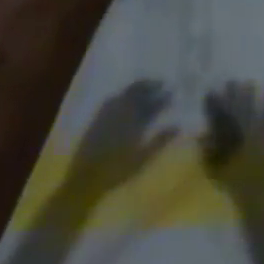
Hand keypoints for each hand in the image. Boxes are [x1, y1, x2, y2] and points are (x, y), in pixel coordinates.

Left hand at [58, 80, 176, 200]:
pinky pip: (113, 97)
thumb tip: (178, 125)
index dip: (164, 97)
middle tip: (161, 83)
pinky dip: (122, 93)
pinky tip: (123, 95)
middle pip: (139, 92)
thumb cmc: (117, 170)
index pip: (153, 103)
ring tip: (146, 85)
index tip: (172, 92)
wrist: (85, 179)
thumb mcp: (142, 159)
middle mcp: (122, 110)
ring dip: (138, 87)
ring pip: (126, 92)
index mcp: (135, 119)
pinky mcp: (97, 116)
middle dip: (151, 86)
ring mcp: (108, 112)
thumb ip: (160, 140)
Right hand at [201, 81, 263, 198]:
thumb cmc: (233, 181)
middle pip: (232, 107)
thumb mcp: (213, 169)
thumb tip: (201, 135)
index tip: (211, 92)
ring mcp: (252, 128)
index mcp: (223, 139)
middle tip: (231, 81)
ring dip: (248, 93)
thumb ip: (206, 152)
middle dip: (231, 93)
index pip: (216, 116)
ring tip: (248, 82)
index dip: (213, 103)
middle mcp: (236, 130)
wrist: (256, 190)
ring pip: (249, 106)